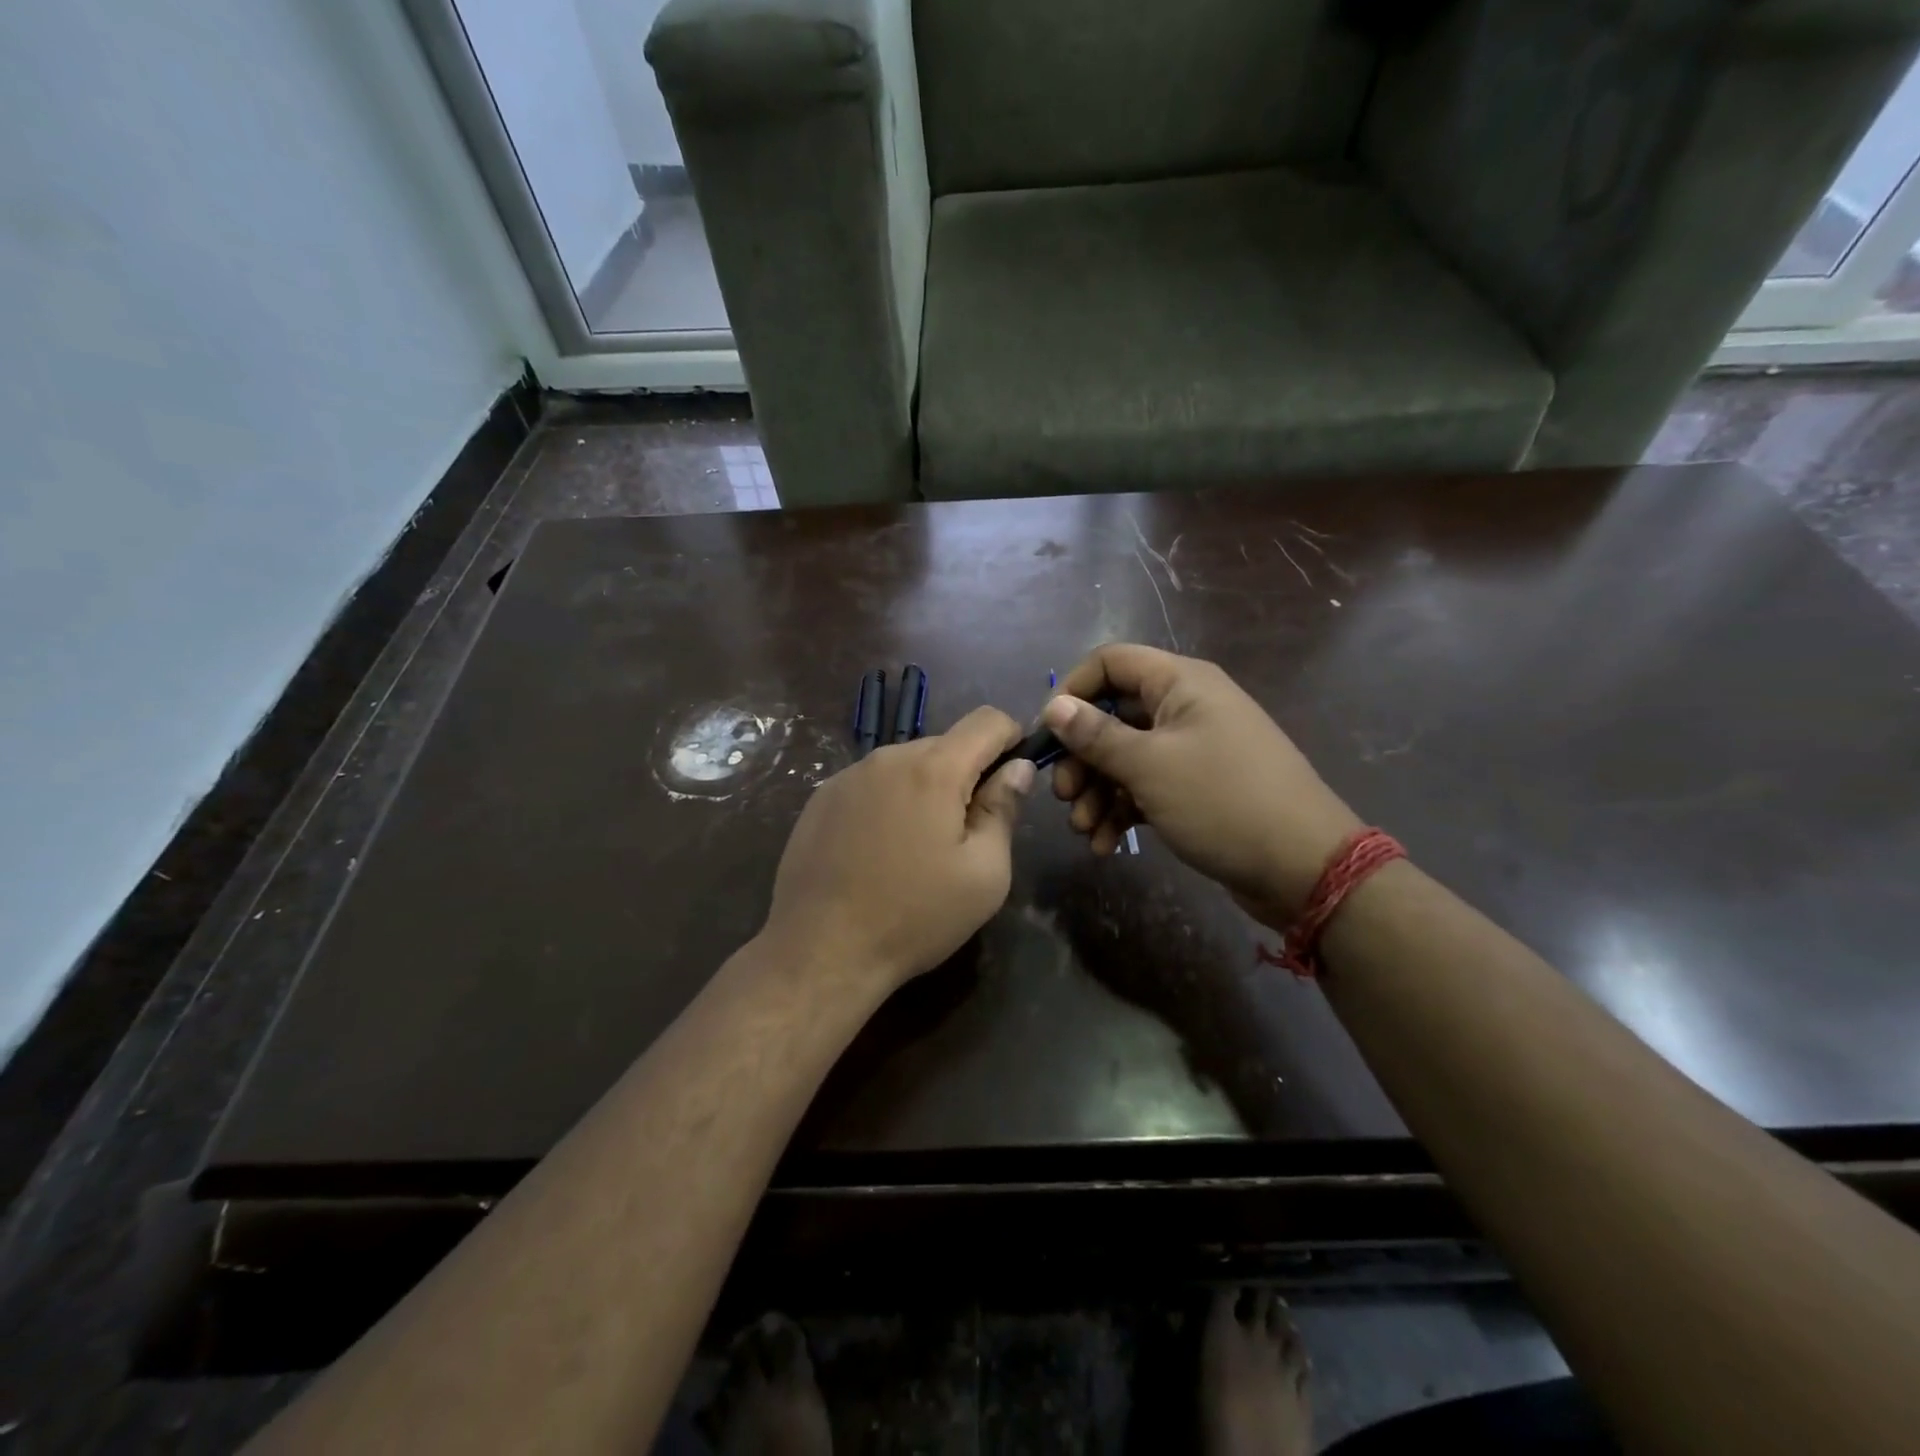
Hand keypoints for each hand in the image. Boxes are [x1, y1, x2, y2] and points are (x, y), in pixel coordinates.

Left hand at [762, 706, 1033, 992]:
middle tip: (967, 832)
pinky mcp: (821, 798)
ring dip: (926, 789)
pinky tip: (879, 851)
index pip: (987, 720)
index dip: (1012, 738)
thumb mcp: (985, 874)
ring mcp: (848, 775)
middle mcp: (888, 757)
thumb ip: (1004, 809)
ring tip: (919, 847)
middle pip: (946, 744)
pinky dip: (890, 801)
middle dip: (967, 774)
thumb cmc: (915, 916)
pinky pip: (872, 783)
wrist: (820, 950)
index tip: (1014, 777)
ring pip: (907, 764)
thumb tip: (1018, 768)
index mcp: (934, 769)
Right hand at [1044, 644, 1361, 927]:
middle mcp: (1186, 707)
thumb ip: (1096, 735)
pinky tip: (1106, 845)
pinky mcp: (1196, 788)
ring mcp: (1193, 749)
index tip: (1047, 734)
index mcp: (1181, 683)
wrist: (1303, 867)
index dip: (1073, 691)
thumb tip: (1054, 705)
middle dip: (1081, 757)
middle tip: (1064, 796)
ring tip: (1084, 830)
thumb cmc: (1222, 801)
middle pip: (1113, 716)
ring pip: (1126, 757)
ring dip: (1097, 791)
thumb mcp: (1150, 766)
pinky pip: (1146, 787)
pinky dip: (1122, 810)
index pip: (1111, 662)